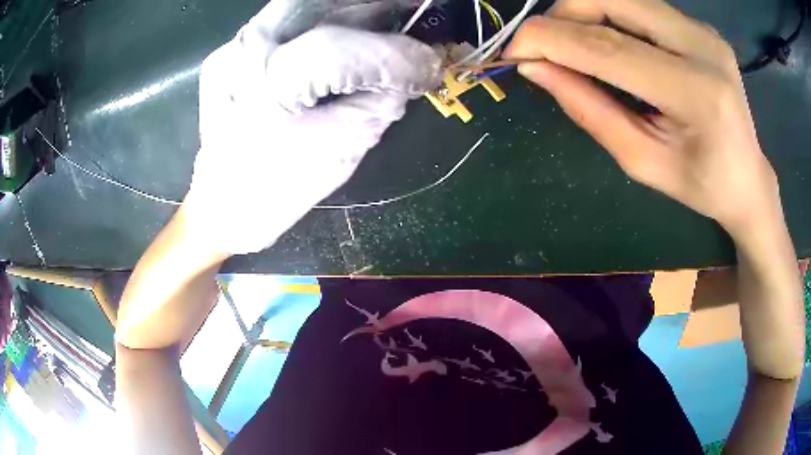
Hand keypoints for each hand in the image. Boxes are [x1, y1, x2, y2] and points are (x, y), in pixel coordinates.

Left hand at [184, 22, 440, 254]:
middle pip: (322, 4)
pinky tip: (346, 32)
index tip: (432, 66)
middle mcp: (246, 52)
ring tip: (388, 17)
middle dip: (378, 7)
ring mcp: (233, 46)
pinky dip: (322, 19)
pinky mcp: (230, 49)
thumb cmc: (280, 188)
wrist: (224, 203)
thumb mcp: (343, 148)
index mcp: (270, 87)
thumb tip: (414, 71)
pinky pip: (286, 21)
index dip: (398, 55)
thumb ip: (383, 101)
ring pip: (304, 4)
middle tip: (414, 15)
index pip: (344, 49)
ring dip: (351, 8)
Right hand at [505, 0, 782, 240]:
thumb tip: (536, 68)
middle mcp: (703, 47)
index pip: (610, 48)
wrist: (749, 177)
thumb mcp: (643, 162)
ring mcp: (703, 31)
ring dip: (585, 13)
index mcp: (696, 94)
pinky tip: (608, 44)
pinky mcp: (700, 26)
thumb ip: (591, 111)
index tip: (512, 50)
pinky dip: (610, 17)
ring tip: (573, 46)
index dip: (552, 40)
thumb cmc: (701, 185)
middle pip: (613, 0)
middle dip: (564, 15)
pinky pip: (640, 6)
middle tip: (545, 46)